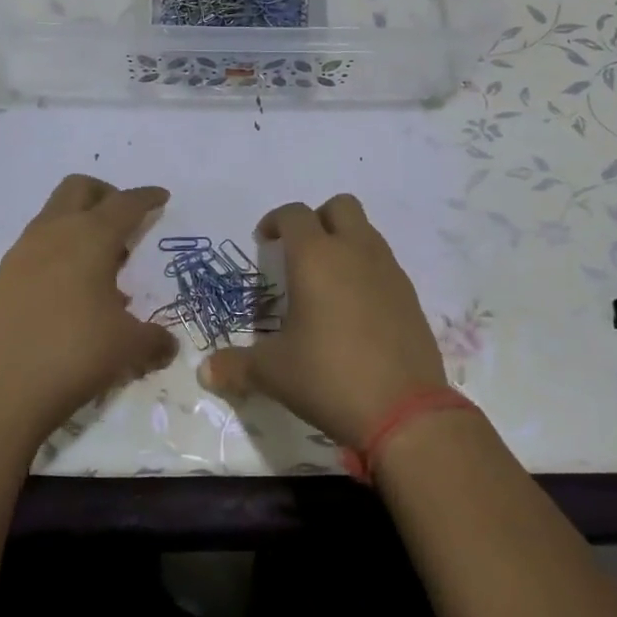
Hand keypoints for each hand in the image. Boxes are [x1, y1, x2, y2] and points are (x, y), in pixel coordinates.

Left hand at [0, 176, 177, 447]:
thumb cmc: (74, 354)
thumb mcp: (128, 347)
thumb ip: (155, 339)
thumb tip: (168, 344)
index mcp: (90, 237)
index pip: (125, 203)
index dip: (146, 198)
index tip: (161, 197)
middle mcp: (54, 233)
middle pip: (79, 188)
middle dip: (106, 194)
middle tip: (126, 222)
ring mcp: (23, 254)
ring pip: (54, 215)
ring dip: (80, 224)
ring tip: (104, 265)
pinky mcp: (3, 278)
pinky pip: (39, 246)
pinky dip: (61, 251)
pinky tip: (74, 291)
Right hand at [197, 194, 446, 446]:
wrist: (404, 410)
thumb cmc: (328, 377)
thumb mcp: (273, 373)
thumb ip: (236, 366)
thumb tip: (205, 371)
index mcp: (316, 258)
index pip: (294, 214)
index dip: (275, 221)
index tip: (263, 242)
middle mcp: (356, 252)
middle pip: (340, 206)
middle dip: (317, 219)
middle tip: (299, 252)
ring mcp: (389, 271)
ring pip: (366, 232)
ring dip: (344, 242)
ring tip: (326, 283)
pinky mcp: (410, 295)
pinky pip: (384, 264)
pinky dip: (366, 271)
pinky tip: (354, 309)